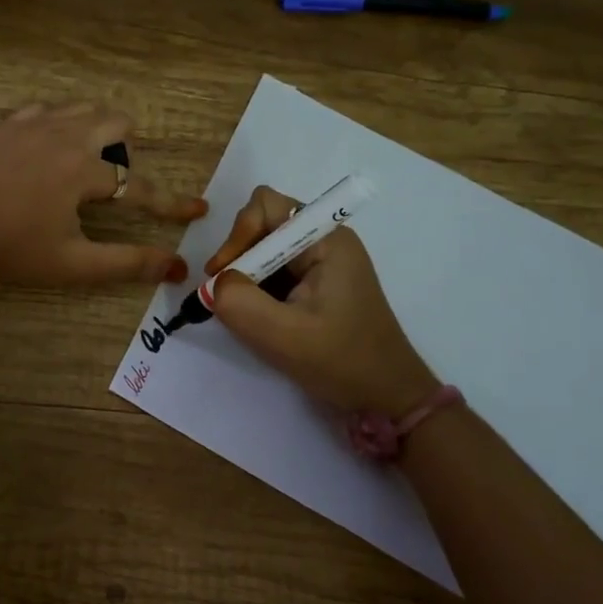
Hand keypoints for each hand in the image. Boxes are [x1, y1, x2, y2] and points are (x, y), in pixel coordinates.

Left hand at [0, 104, 204, 286]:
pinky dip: (61, 124)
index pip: (140, 186)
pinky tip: (48, 150)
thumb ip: (127, 263)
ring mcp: (32, 124)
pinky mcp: (7, 125)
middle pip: (117, 123)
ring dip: (97, 131)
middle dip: (128, 151)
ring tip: (84, 165)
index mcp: (83, 170)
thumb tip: (176, 267)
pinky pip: (48, 110)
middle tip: (111, 184)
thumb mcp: (73, 264)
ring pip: (83, 109)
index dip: (171, 203)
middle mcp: (64, 135)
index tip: (199, 209)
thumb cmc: (11, 252)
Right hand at [204, 184, 438, 414]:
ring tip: (243, 312)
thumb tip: (214, 285)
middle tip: (226, 297)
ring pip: (266, 250)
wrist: (388, 397)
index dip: (238, 234)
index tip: (223, 275)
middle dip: (239, 258)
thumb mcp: (283, 336)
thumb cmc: (343, 362)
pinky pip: (275, 272)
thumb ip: (238, 302)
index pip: (266, 206)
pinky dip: (258, 290)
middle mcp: (325, 240)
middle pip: (263, 225)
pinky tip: (260, 319)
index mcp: (326, 240)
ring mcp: (322, 262)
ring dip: (247, 277)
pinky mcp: (318, 284)